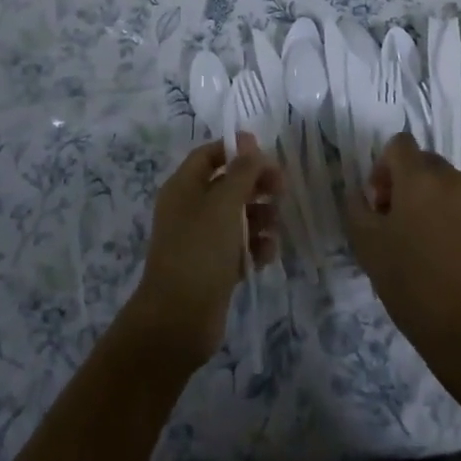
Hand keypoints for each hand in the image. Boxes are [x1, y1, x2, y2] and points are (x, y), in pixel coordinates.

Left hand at [122, 134, 280, 374]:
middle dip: (255, 185)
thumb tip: (249, 140)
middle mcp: (190, 209)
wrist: (178, 320)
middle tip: (282, 190)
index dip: (237, 150)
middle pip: (227, 184)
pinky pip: (239, 247)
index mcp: (184, 187)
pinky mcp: (214, 267)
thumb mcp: (224, 204)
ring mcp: (201, 239)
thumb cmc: (200, 251)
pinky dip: (255, 247)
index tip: (267, 155)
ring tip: (274, 227)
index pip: (209, 155)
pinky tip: (267, 255)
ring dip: (260, 217)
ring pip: (237, 216)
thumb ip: (241, 171)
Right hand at [346, 133, 460, 389]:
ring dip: (439, 200)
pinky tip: (457, 257)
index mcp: (420, 178)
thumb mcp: (366, 246)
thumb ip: (357, 206)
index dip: (384, 167)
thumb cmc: (411, 286)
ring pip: (455, 186)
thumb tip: (364, 193)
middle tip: (402, 223)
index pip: (400, 144)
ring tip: (432, 240)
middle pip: (428, 163)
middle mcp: (456, 179)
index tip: (381, 203)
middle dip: (411, 184)